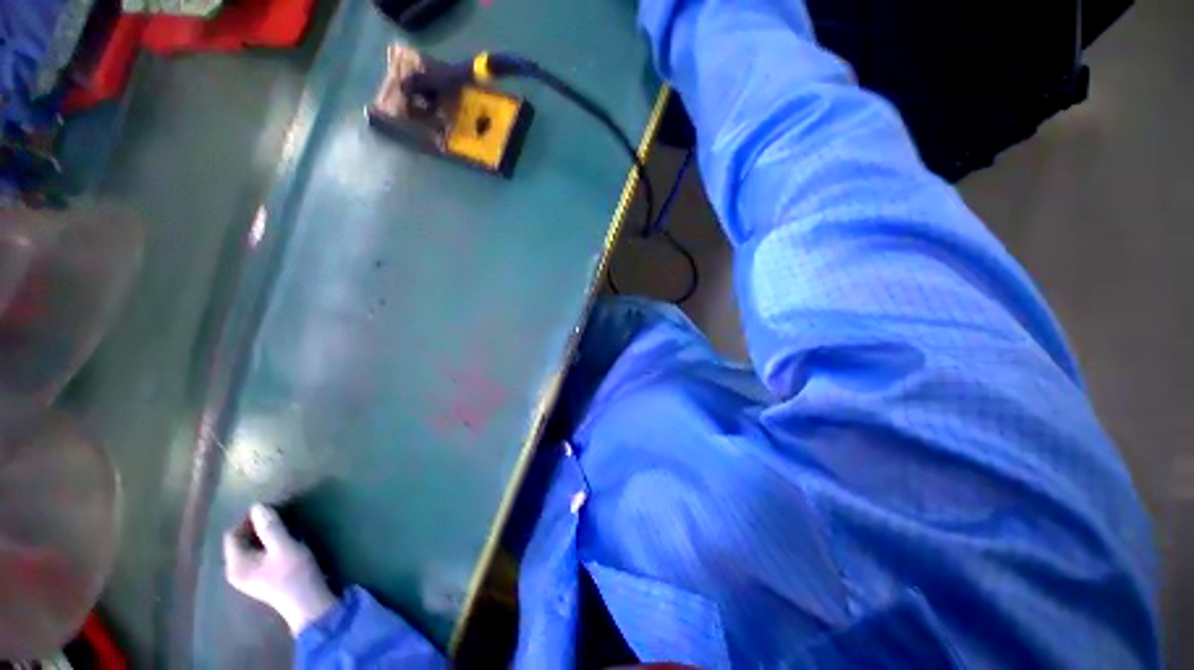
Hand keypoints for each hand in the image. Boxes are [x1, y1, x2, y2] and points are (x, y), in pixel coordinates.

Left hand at [223, 504, 336, 634]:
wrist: (308, 603)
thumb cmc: (294, 574)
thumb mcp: (285, 547)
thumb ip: (270, 527)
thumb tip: (257, 506)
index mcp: (236, 565)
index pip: (232, 535)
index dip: (248, 520)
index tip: (270, 511)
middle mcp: (235, 572)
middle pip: (240, 543)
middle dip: (256, 528)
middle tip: (278, 519)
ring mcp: (247, 579)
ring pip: (249, 550)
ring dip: (263, 537)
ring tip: (283, 530)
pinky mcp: (260, 581)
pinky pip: (256, 557)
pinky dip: (266, 547)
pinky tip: (283, 545)